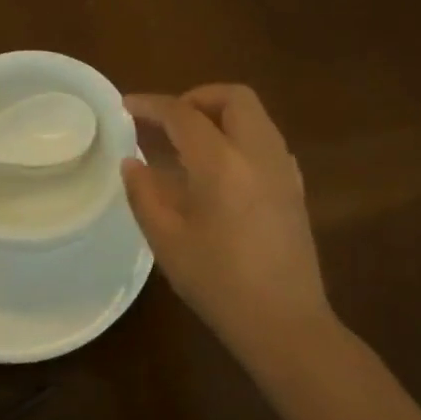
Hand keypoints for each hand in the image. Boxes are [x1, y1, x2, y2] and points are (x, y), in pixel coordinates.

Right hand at [122, 85, 335, 379]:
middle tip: (166, 122)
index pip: (183, 114)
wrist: (283, 322)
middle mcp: (259, 154)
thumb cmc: (217, 282)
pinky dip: (238, 137)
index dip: (151, 105)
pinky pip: (266, 141)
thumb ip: (144, 193)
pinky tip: (218, 171)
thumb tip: (133, 163)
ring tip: (187, 145)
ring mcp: (284, 169)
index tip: (125, 107)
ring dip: (219, 116)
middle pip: (234, 97)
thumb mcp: (166, 240)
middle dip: (196, 98)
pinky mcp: (295, 188)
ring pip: (255, 116)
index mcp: (222, 163)